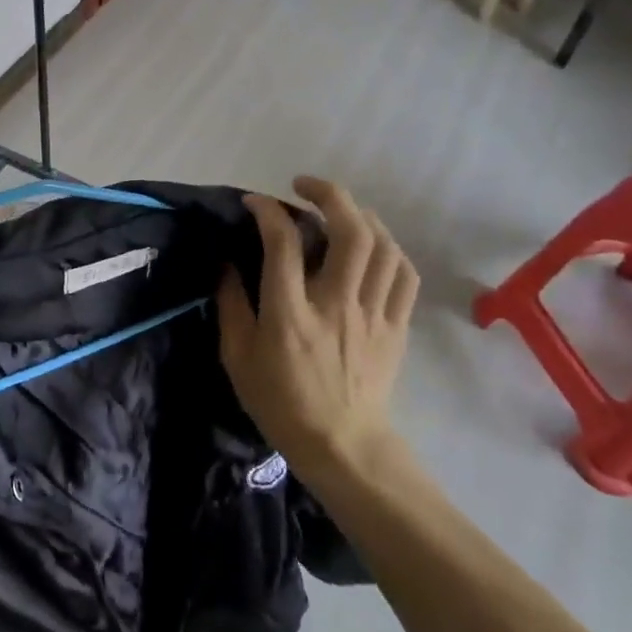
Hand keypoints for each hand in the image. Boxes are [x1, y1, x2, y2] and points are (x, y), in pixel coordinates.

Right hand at [217, 177, 418, 472]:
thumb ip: (231, 304)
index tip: (255, 202)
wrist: (342, 445)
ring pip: (383, 247)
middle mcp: (336, 305)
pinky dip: (389, 249)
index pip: (284, 244)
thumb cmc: (280, 402)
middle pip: (349, 233)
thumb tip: (227, 262)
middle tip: (305, 186)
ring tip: (339, 210)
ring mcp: (373, 315)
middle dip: (329, 195)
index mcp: (290, 314)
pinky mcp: (395, 327)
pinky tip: (372, 244)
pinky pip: (404, 275)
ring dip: (360, 216)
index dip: (268, 211)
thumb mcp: (237, 357)